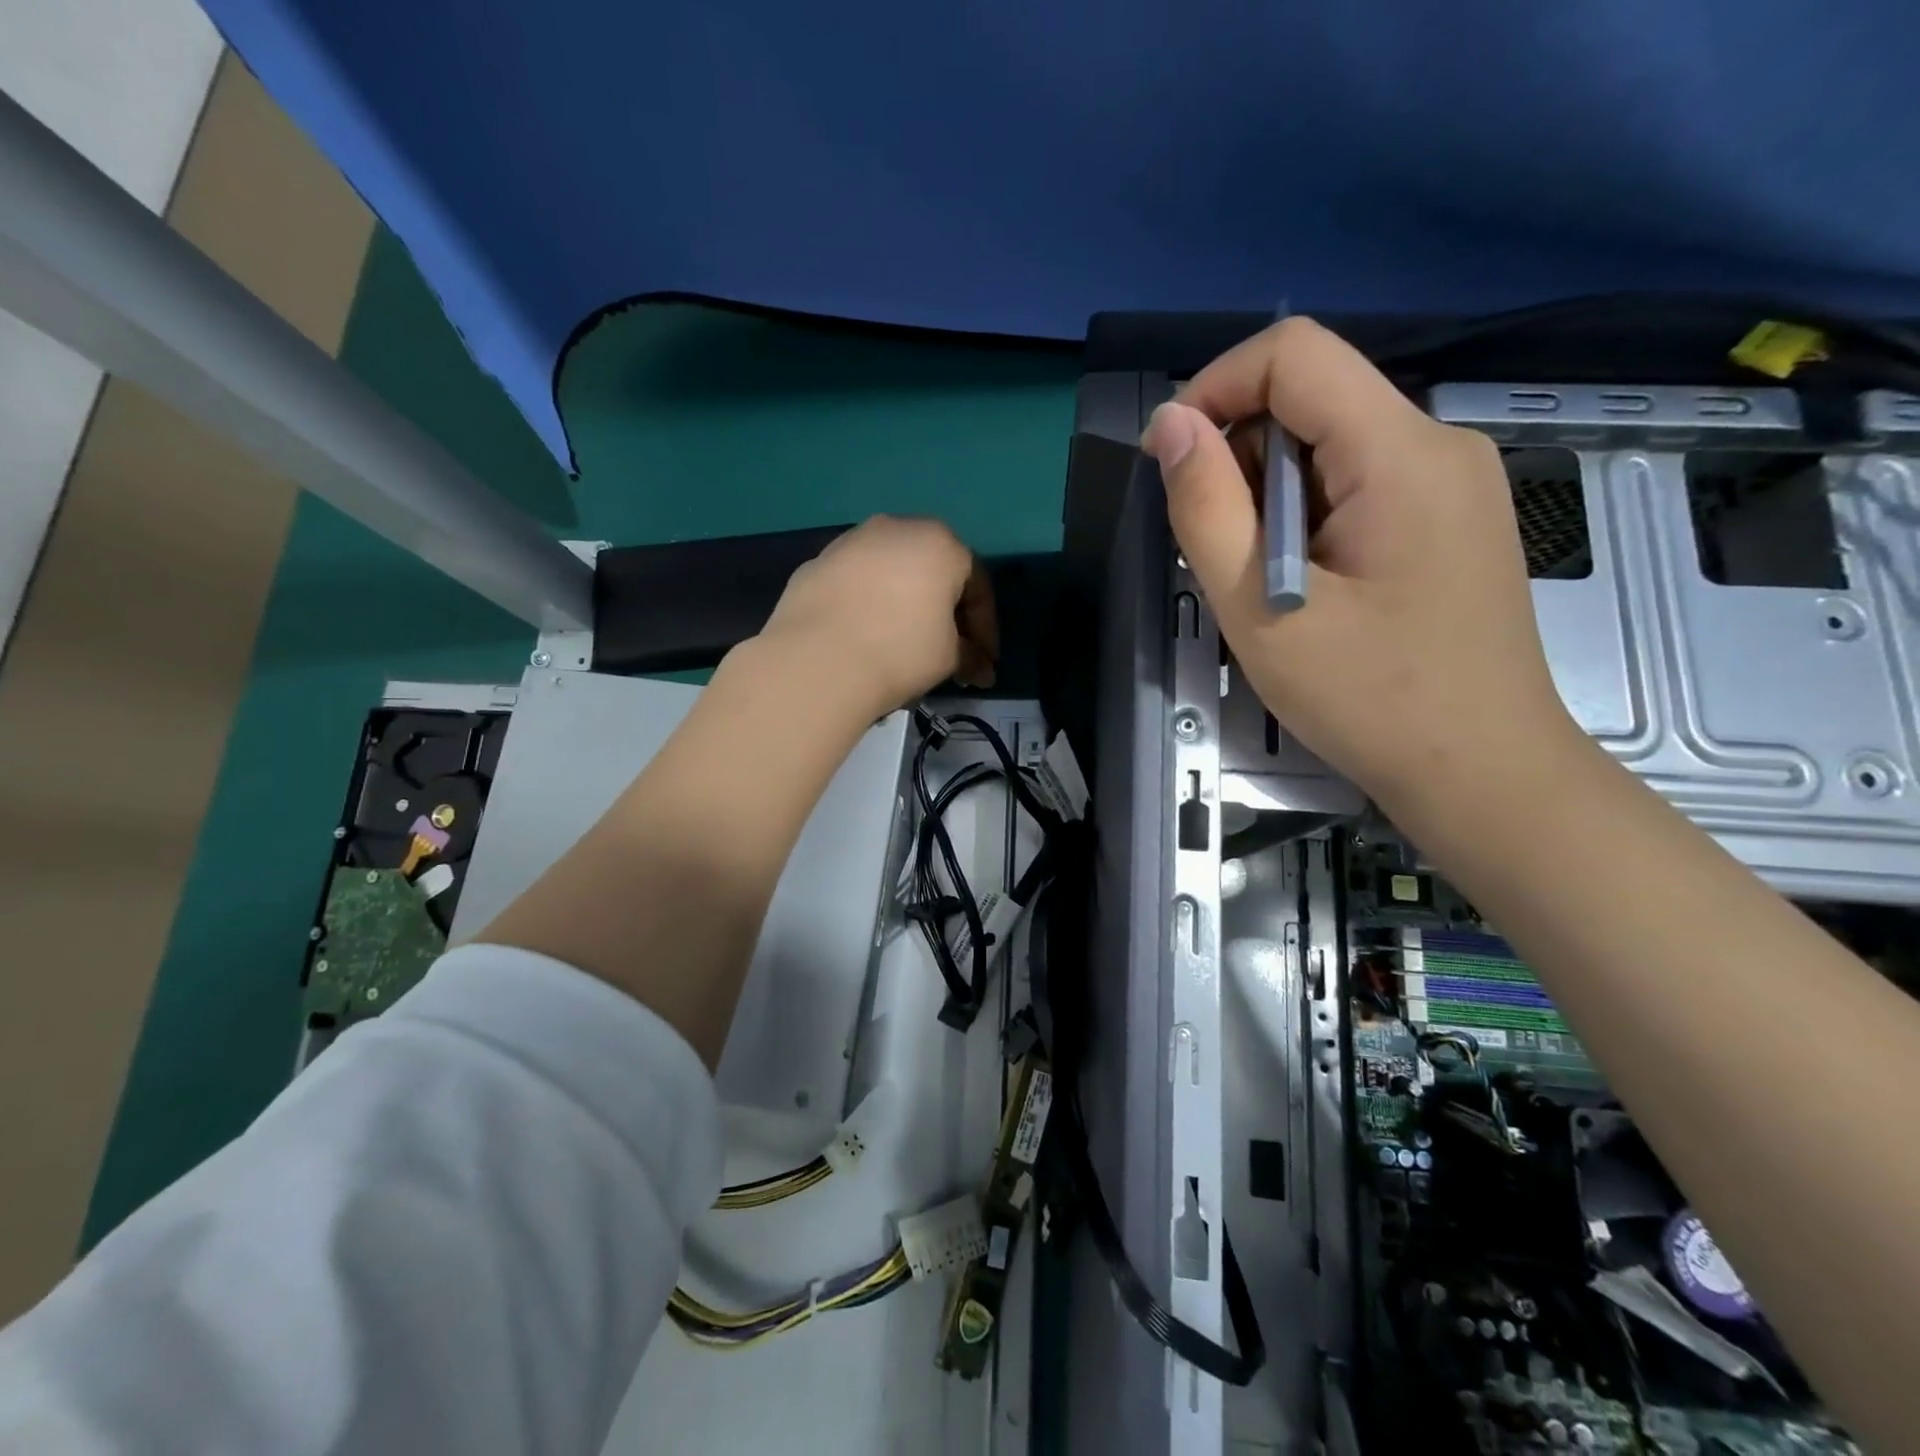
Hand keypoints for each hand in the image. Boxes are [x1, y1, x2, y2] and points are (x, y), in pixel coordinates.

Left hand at [760, 515, 996, 714]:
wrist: (817, 660)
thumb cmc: (900, 651)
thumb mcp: (950, 658)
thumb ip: (970, 656)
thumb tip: (979, 668)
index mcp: (941, 543)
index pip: (977, 586)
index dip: (985, 629)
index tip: (984, 661)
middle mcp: (896, 528)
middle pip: (933, 571)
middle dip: (945, 611)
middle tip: (949, 649)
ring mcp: (850, 542)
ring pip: (891, 573)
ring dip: (904, 604)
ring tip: (904, 643)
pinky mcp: (816, 563)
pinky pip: (856, 584)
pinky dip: (868, 605)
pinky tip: (865, 637)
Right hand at [1141, 317, 1580, 806]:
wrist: (1484, 774)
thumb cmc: (1370, 700)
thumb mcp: (1262, 611)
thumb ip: (1207, 509)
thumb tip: (1169, 424)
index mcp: (1399, 453)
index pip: (1295, 353)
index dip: (1216, 387)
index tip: (1171, 462)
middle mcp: (1437, 445)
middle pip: (1313, 398)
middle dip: (1242, 457)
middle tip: (1222, 552)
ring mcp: (1453, 481)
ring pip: (1332, 444)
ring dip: (1271, 496)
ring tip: (1264, 582)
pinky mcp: (1450, 518)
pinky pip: (1359, 482)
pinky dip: (1308, 515)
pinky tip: (1306, 584)